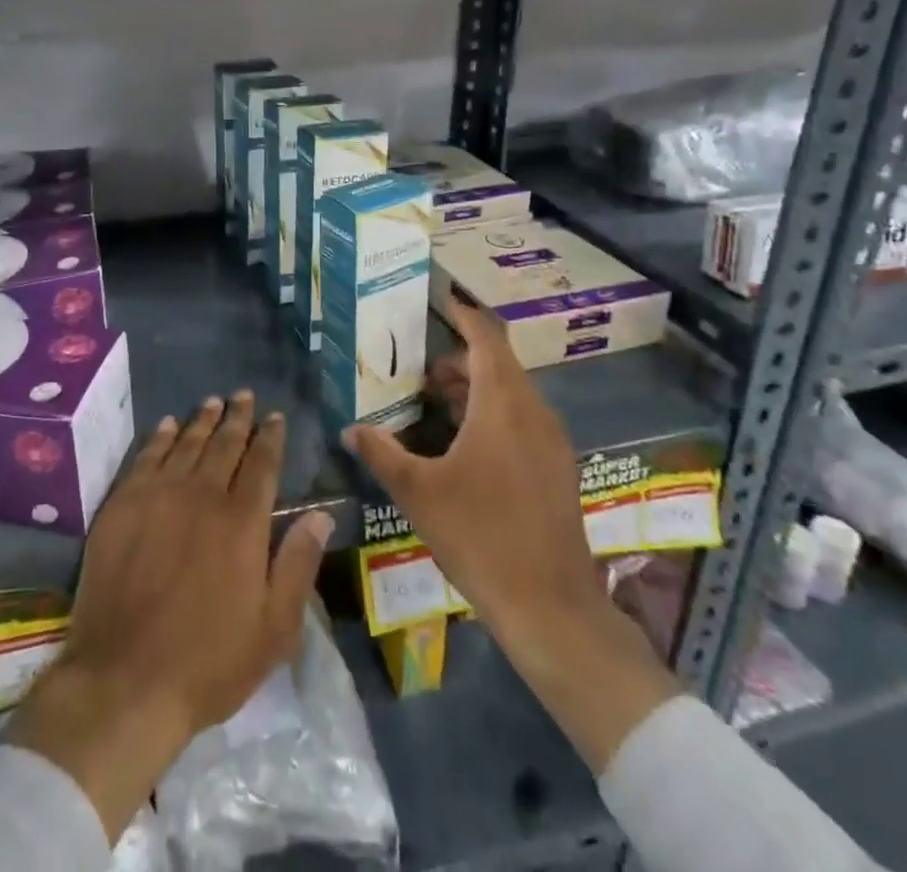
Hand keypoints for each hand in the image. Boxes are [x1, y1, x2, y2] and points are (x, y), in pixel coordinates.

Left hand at [7, 391, 332, 840]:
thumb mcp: (274, 629)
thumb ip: (298, 564)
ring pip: (186, 443)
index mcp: (242, 522)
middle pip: (224, 444)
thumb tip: (320, 514)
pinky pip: (146, 457)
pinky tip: (166, 425)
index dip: (271, 437)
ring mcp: (158, 496)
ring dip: (202, 420)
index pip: (262, 464)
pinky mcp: (122, 505)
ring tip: (213, 402)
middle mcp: (202, 495)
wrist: (124, 679)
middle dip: (238, 418)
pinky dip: (159, 437)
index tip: (276, 416)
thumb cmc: (209, 662)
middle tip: (244, 395)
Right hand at [344, 297, 601, 635]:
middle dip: (458, 360)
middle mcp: (533, 411)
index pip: (486, 336)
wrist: (551, 606)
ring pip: (511, 393)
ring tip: (435, 405)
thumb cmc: (480, 535)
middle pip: (498, 363)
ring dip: (475, 388)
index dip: (463, 313)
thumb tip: (350, 429)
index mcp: (503, 404)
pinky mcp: (557, 467)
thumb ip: (381, 452)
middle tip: (419, 371)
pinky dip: (493, 413)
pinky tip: (465, 445)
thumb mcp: (418, 492)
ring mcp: (551, 441)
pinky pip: (522, 419)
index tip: (439, 299)